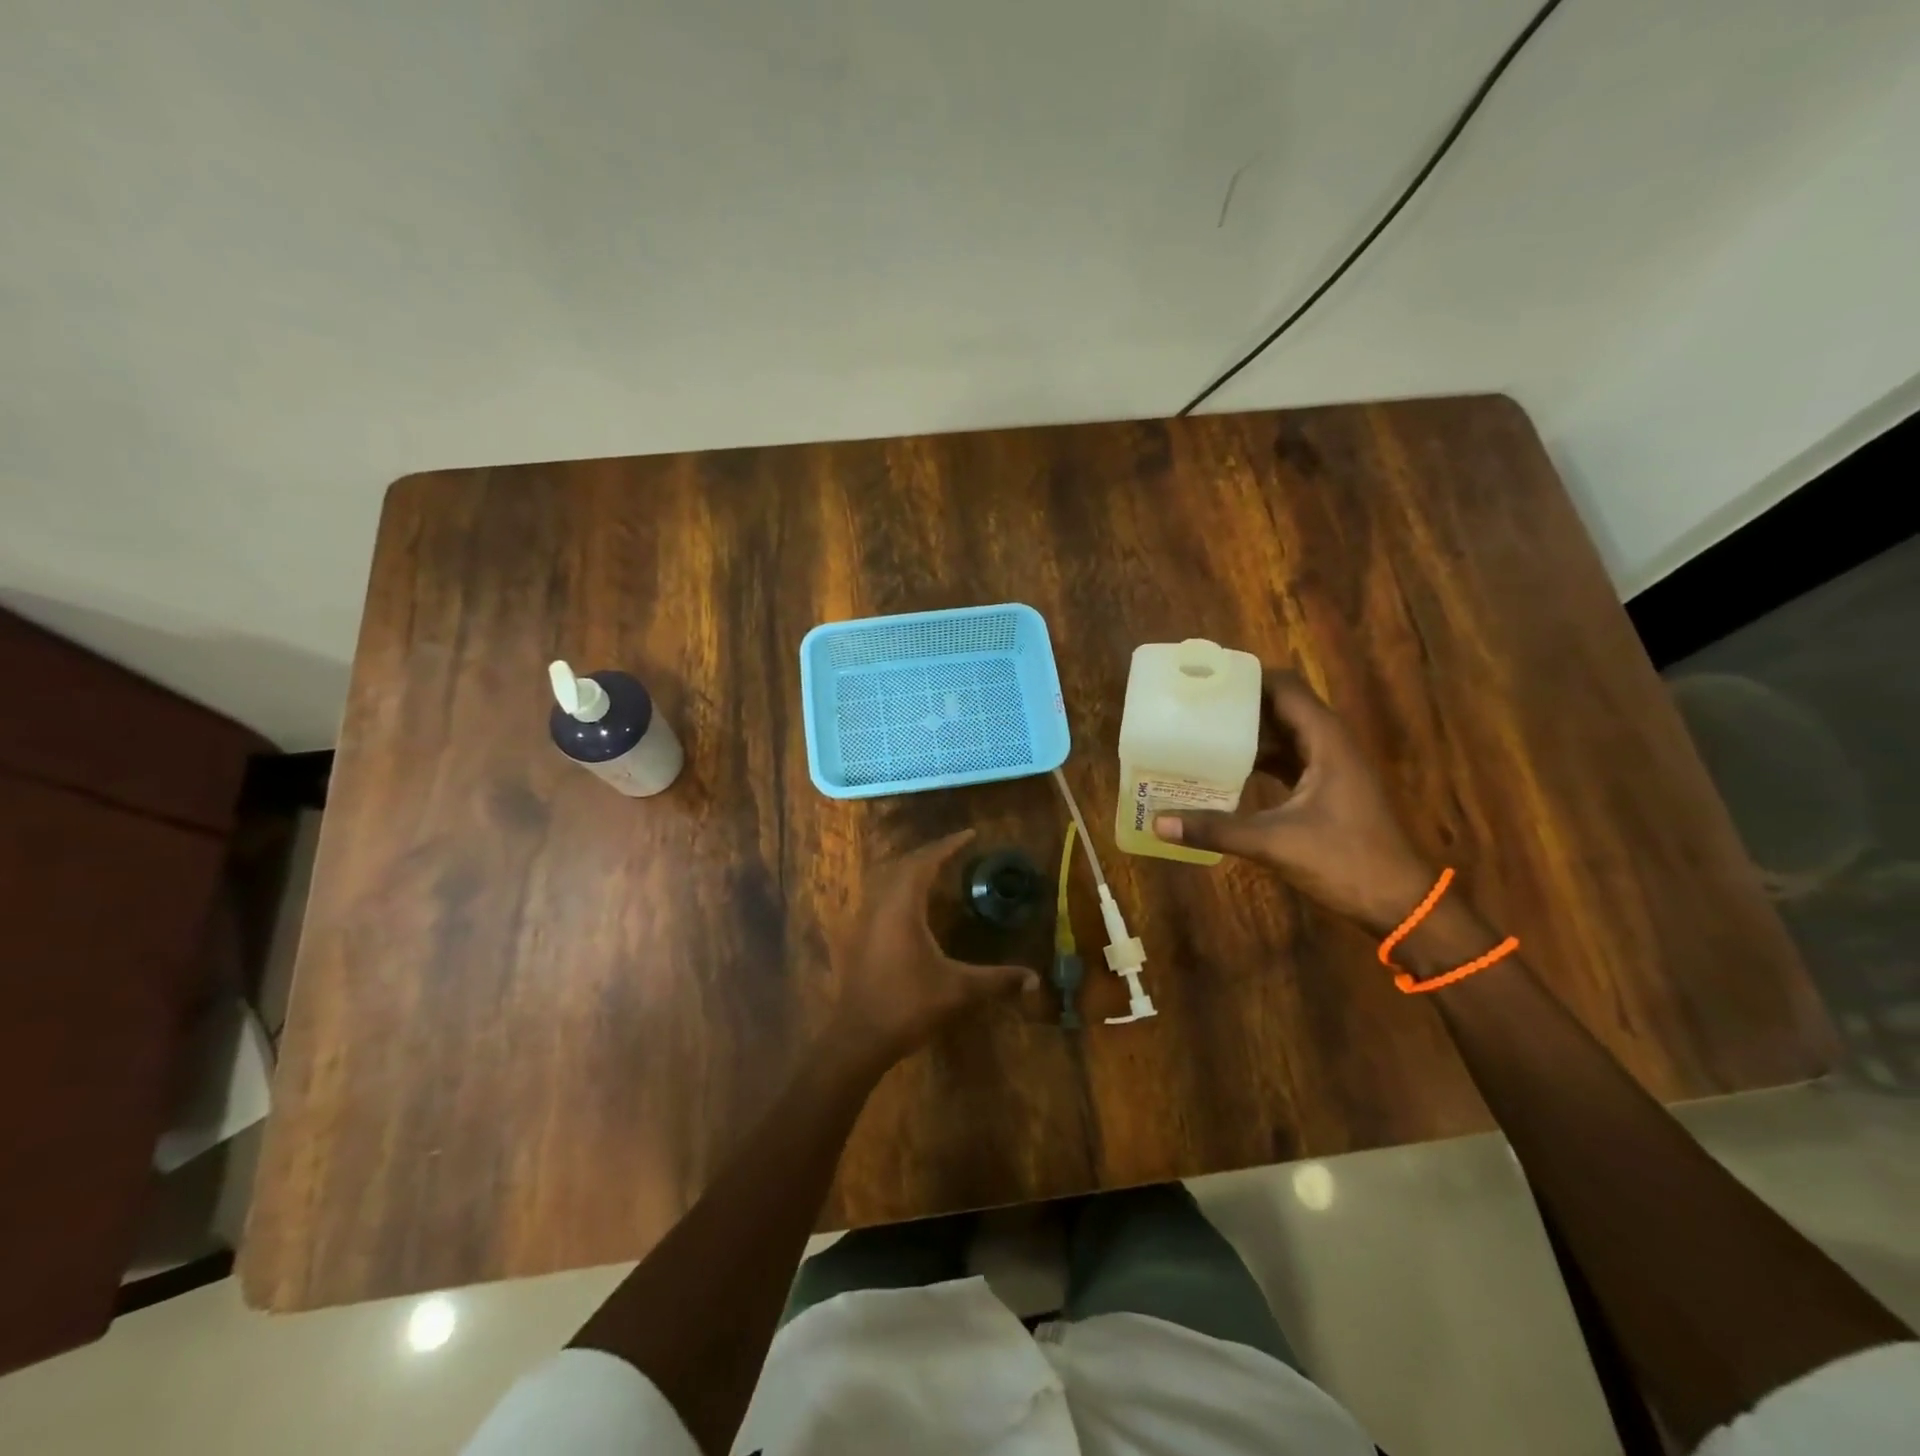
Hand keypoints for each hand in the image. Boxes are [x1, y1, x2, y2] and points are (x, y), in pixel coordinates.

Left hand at [827, 830, 1036, 1072]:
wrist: (859, 1037)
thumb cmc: (908, 1006)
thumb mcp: (958, 991)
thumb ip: (997, 980)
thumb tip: (1035, 979)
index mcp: (902, 907)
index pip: (925, 862)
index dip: (947, 846)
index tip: (970, 834)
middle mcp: (879, 905)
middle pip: (903, 865)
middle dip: (929, 853)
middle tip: (955, 850)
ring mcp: (863, 921)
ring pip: (886, 879)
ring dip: (910, 869)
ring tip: (934, 869)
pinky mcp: (856, 937)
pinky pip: (878, 897)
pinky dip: (897, 888)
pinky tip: (910, 906)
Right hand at [1152, 670, 1437, 933]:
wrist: (1399, 903)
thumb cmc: (1346, 861)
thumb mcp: (1275, 843)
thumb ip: (1216, 829)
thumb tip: (1158, 823)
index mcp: (1326, 740)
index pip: (1284, 687)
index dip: (1247, 677)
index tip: (1205, 678)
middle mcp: (1330, 743)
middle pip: (1281, 706)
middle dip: (1239, 703)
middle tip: (1192, 704)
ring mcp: (1331, 766)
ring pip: (1284, 734)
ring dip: (1248, 732)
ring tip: (1200, 730)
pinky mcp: (1326, 789)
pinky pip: (1287, 759)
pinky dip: (1259, 759)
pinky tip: (1225, 770)